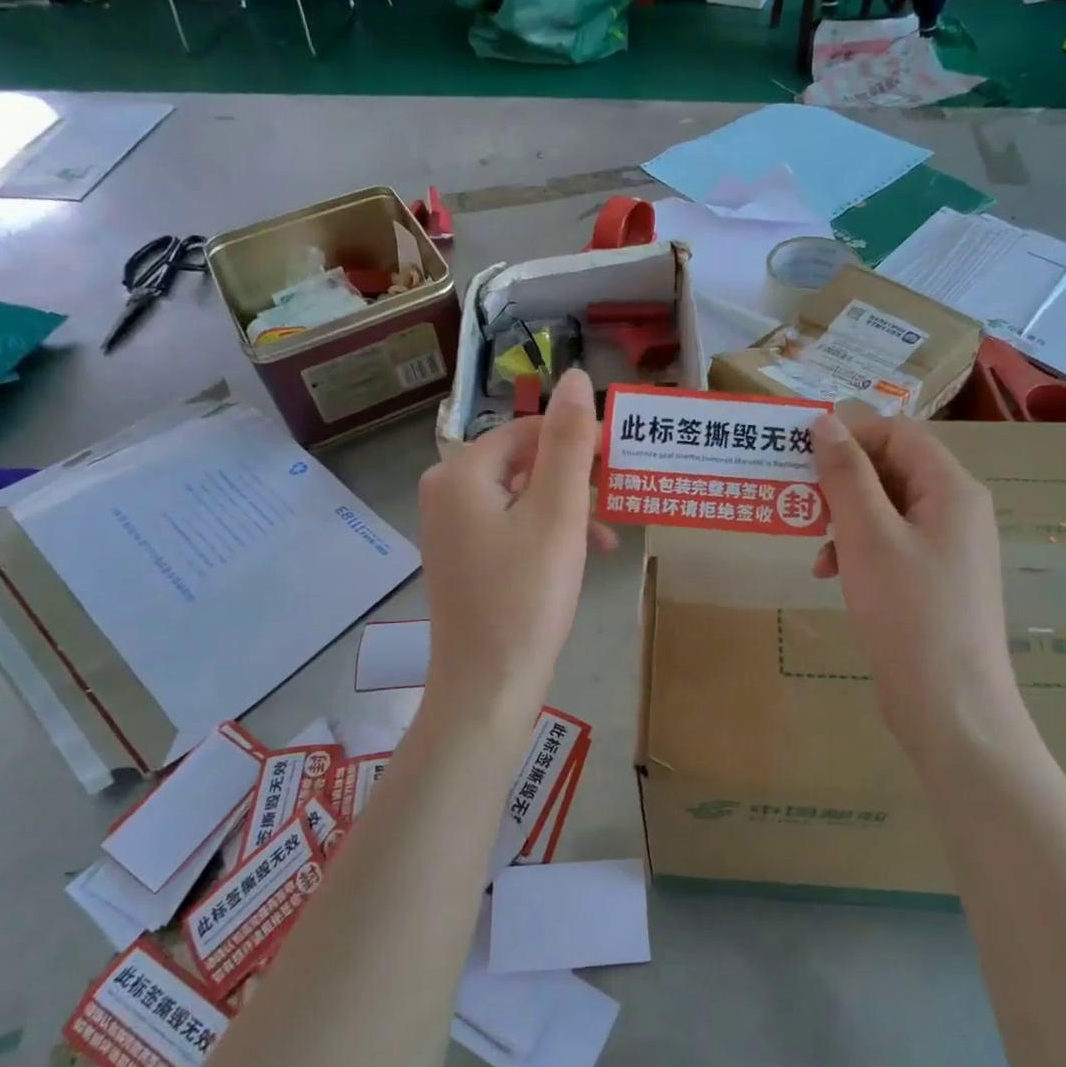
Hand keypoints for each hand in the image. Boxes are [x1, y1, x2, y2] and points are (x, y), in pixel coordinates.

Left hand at [417, 369, 612, 731]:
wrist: (487, 689)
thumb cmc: (526, 597)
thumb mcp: (557, 513)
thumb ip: (568, 442)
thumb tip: (575, 376)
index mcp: (461, 473)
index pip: (529, 431)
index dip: (578, 441)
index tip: (619, 465)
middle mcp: (445, 492)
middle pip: (524, 463)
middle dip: (575, 479)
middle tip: (618, 500)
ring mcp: (451, 529)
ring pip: (522, 497)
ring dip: (567, 509)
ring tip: (608, 537)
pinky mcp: (464, 560)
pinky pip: (511, 527)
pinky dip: (547, 534)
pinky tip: (580, 557)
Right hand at [810, 408, 1029, 755]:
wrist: (948, 704)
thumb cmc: (908, 610)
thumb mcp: (867, 535)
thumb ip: (845, 474)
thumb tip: (826, 422)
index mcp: (952, 489)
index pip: (898, 433)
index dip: (849, 436)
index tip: (801, 454)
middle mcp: (956, 510)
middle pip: (892, 470)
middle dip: (841, 483)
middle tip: (799, 501)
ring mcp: (947, 548)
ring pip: (886, 509)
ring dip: (844, 519)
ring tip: (815, 549)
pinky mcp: (934, 580)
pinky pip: (890, 544)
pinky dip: (857, 550)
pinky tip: (831, 575)